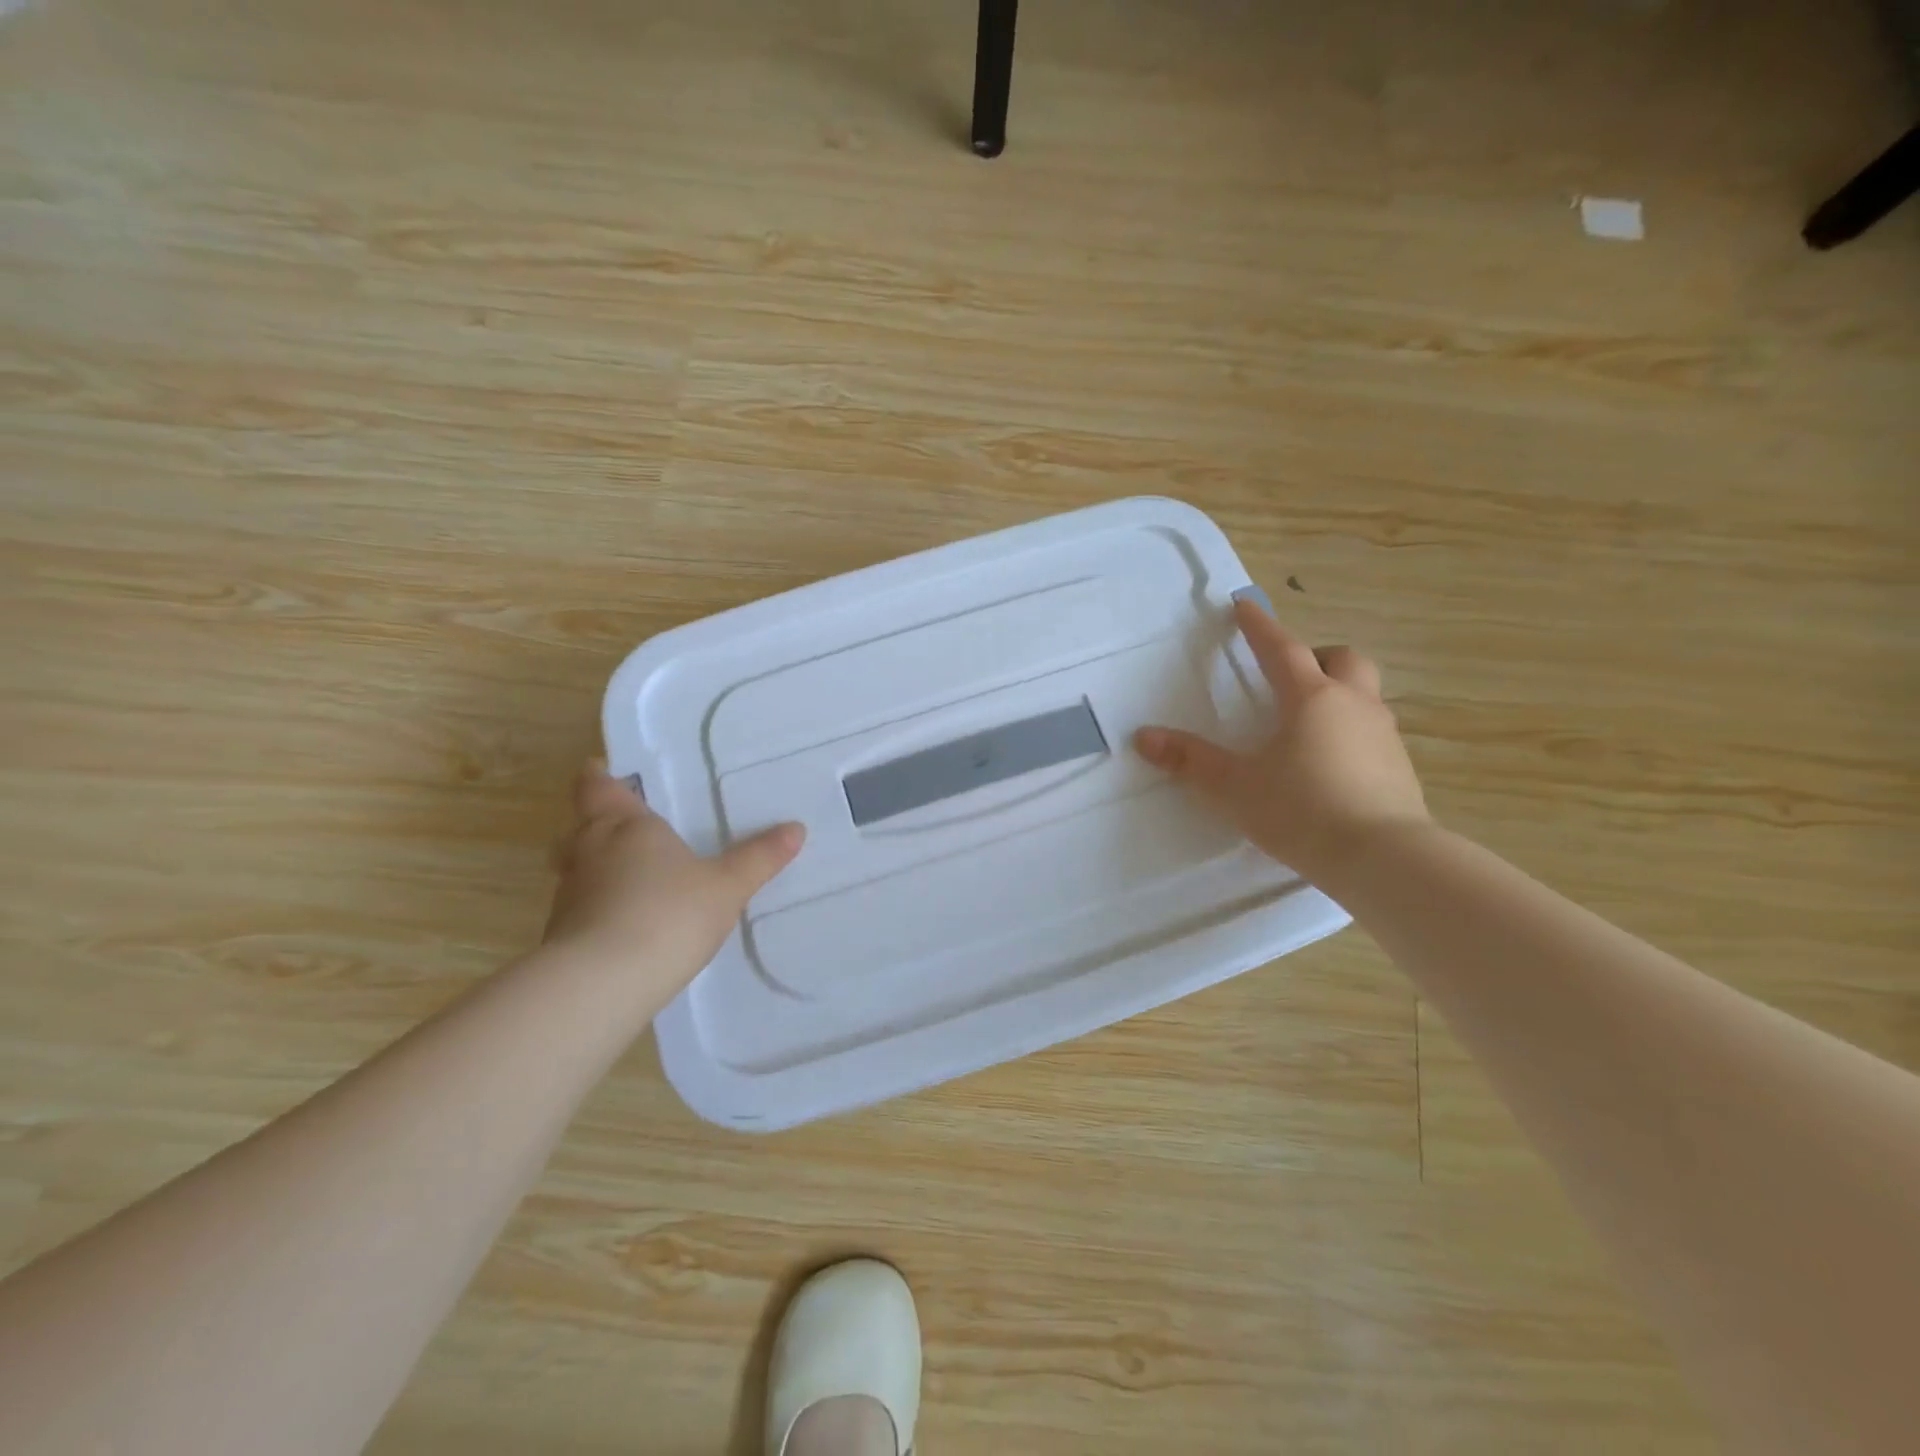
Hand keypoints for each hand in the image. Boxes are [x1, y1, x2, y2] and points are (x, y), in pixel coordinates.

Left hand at [543, 762, 804, 994]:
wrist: (601, 984)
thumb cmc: (667, 914)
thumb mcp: (727, 886)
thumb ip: (759, 858)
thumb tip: (796, 828)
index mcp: (625, 826)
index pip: (597, 788)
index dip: (599, 778)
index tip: (602, 769)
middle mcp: (589, 851)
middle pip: (582, 827)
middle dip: (600, 825)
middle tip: (628, 828)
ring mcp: (569, 895)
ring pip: (577, 868)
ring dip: (597, 869)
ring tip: (632, 878)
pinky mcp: (562, 936)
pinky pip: (580, 908)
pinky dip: (597, 908)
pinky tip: (625, 925)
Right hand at [1135, 598, 1429, 883]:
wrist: (1384, 859)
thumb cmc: (1302, 810)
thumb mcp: (1235, 787)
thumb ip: (1190, 761)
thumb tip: (1143, 737)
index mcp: (1311, 699)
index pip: (1282, 649)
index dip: (1260, 626)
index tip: (1244, 605)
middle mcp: (1354, 706)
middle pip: (1342, 659)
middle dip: (1315, 656)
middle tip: (1289, 675)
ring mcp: (1383, 736)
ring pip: (1363, 695)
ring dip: (1337, 693)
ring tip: (1306, 724)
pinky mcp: (1400, 769)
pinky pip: (1372, 733)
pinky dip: (1350, 732)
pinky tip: (1329, 764)